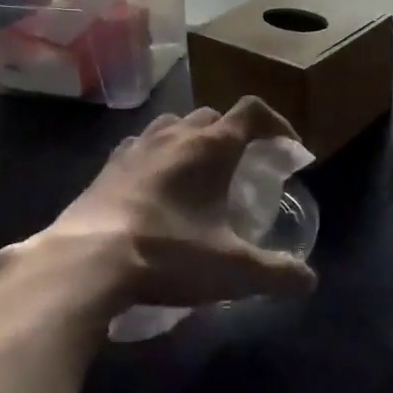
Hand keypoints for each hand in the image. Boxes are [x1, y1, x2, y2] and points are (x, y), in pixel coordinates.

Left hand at [35, 98, 318, 313]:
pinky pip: (141, 146)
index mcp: (211, 146)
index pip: (253, 111)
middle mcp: (175, 135)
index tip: (287, 149)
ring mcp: (137, 147)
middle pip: (214, 116)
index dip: (277, 124)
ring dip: (194, 139)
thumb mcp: (231, 271)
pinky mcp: (108, 167)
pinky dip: (157, 156)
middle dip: (235, 134)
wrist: (84, 262)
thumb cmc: (167, 254)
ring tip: (199, 173)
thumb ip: (277, 274)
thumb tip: (309, 281)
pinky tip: (155, 187)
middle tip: (243, 167)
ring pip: (175, 125)